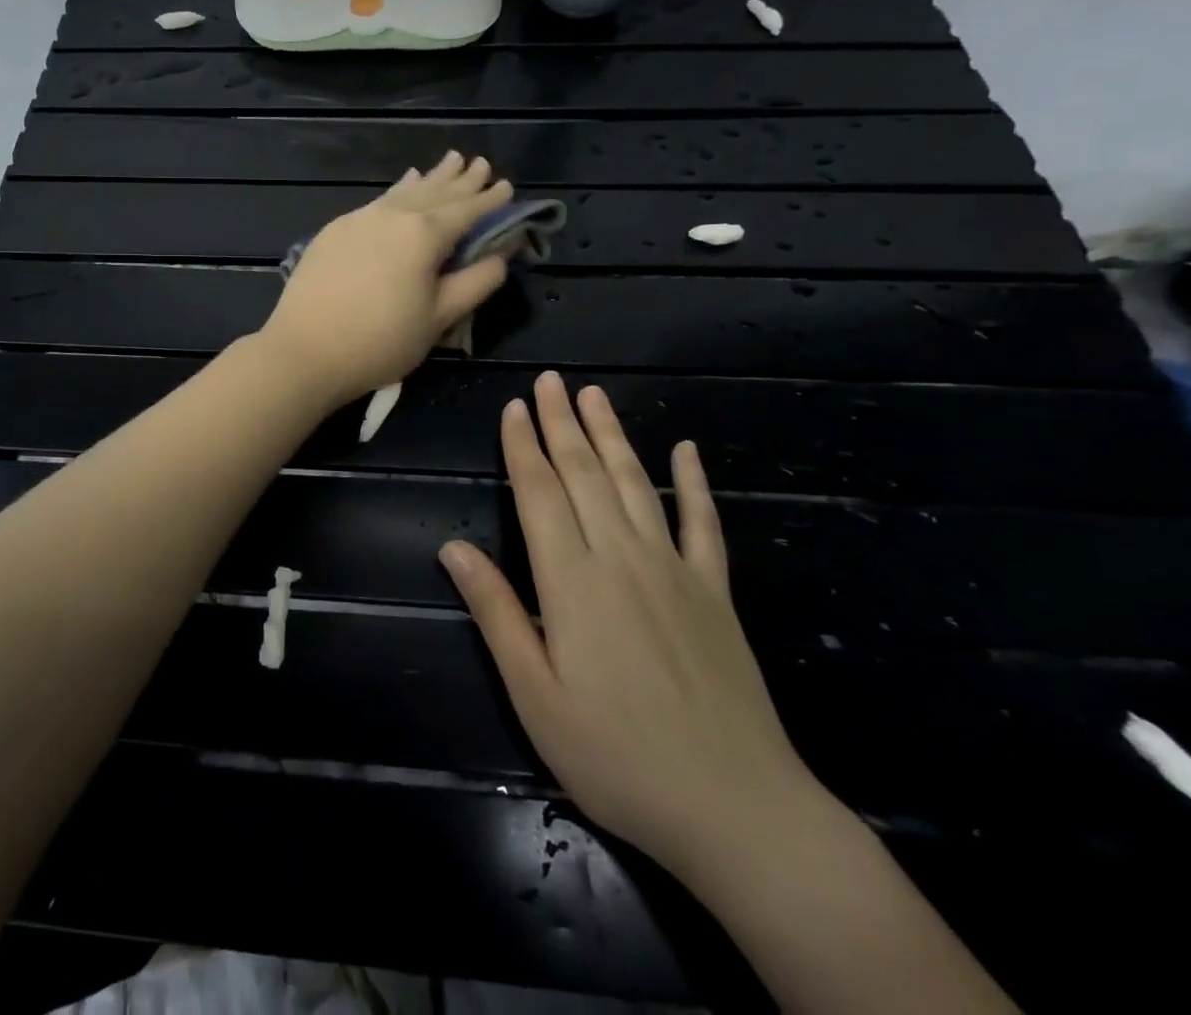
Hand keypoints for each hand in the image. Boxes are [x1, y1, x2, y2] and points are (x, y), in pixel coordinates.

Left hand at [257, 151, 513, 407]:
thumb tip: (503, 252)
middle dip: (461, 179)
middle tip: (480, 163)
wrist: (305, 350)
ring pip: (403, 192)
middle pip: (435, 192)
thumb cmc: (381, 341)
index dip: (490, 200)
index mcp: (424, 234)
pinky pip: (377, 202)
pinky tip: (401, 188)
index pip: (467, 210)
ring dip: (429, 179)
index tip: (508, 186)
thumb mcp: (440, 317)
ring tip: (448, 162)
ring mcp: (358, 219)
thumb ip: (477, 281)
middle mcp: (392, 215)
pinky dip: (397, 192)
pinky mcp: (334, 231)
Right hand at [440, 372, 833, 880]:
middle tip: (549, 380)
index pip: (540, 493)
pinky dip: (693, 484)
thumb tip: (452, 549)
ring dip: (611, 436)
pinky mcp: (715, 593)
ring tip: (594, 395)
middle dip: (562, 423)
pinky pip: (703, 524)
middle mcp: (622, 558)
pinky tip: (686, 450)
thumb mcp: (535, 695)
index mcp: (571, 581)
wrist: (738, 810)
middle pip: (584, 475)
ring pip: (634, 484)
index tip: (513, 407)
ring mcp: (675, 571)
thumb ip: (496, 613)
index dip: (523, 446)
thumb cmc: (617, 757)